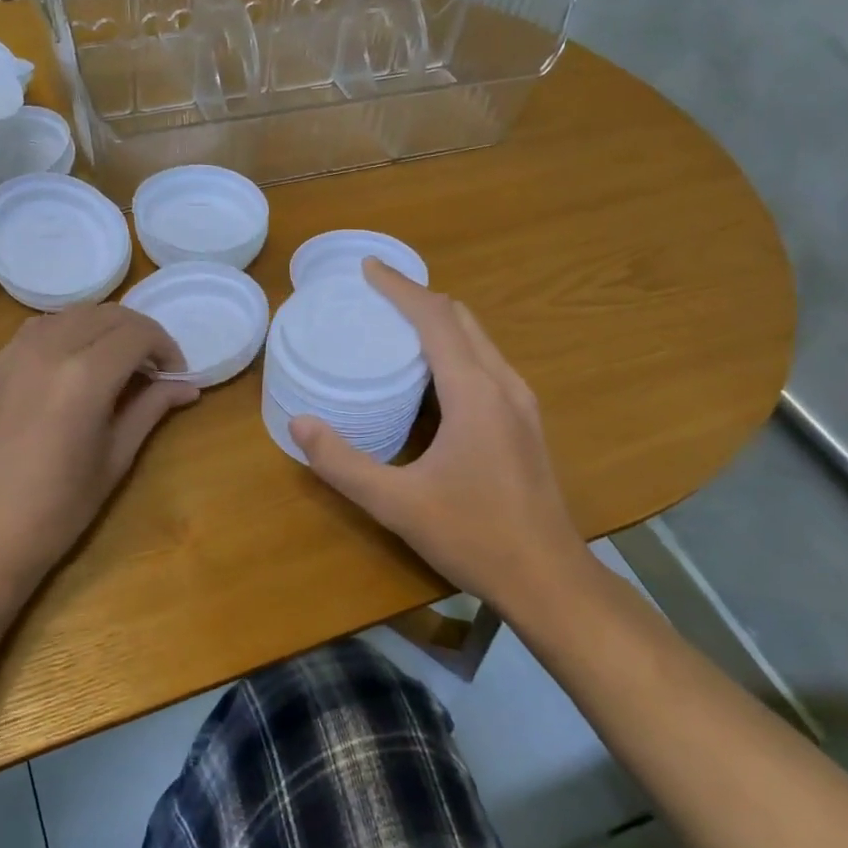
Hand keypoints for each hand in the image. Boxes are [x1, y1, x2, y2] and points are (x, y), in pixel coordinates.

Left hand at [0, 304, 198, 612]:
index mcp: (85, 376)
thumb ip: (150, 409)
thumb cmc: (58, 509)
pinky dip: (68, 333)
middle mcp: (48, 349)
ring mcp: (13, 353)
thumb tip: (188, 387)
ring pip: (72, 315)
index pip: (138, 333)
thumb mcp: (115, 458)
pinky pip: (39, 329)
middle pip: (107, 315)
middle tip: (152, 370)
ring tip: (115, 365)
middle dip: (139, 334)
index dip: (165, 348)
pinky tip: (74, 367)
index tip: (175, 376)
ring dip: (103, 329)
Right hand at [290, 259, 587, 605]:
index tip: (368, 268)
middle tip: (376, 297)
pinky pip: (487, 363)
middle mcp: (503, 385)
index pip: (435, 318)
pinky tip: (433, 375)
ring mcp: (522, 404)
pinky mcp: (526, 423)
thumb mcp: (396, 504)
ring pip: (480, 340)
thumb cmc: (474, 536)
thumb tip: (299, 422)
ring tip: (398, 326)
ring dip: (440, 322)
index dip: (400, 288)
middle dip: (418, 299)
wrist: (549, 579)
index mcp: (474, 392)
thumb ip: (343, 463)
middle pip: (461, 319)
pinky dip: (456, 348)